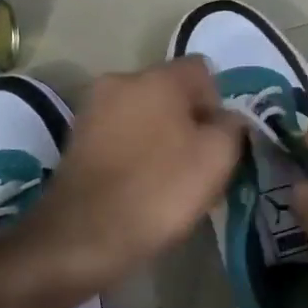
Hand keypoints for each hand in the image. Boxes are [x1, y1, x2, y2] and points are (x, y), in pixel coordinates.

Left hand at [19, 59, 243, 292]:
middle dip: (188, 121)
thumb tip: (227, 118)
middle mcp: (119, 81)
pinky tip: (139, 186)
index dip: (218, 103)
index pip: (202, 70)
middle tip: (198, 164)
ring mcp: (91, 110)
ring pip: (143, 115)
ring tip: (168, 180)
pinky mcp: (75, 140)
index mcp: (156, 77)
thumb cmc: (159, 190)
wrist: (83, 237)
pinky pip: (119, 136)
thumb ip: (232, 127)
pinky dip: (133, 153)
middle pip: (169, 92)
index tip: (218, 142)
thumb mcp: (217, 158)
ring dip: (160, 137)